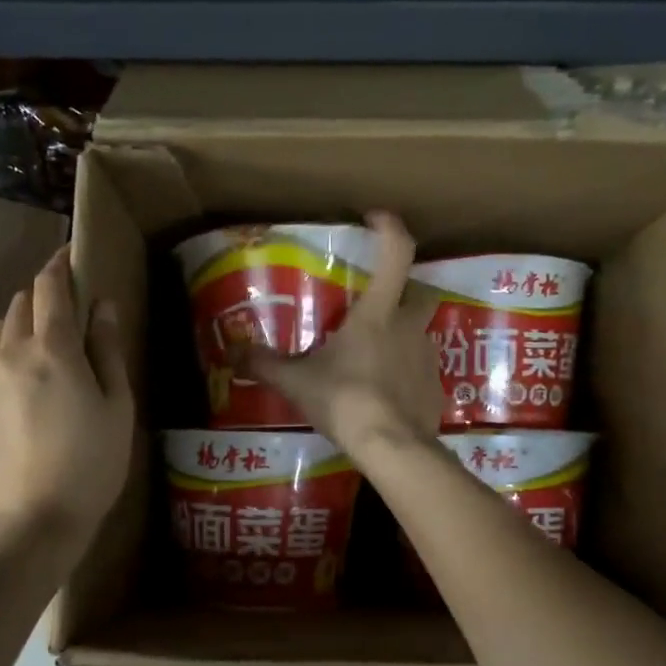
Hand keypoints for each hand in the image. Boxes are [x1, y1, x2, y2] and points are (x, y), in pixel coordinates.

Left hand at [0, 247, 133, 542]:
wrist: (35, 520)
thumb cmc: (93, 463)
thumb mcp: (117, 406)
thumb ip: (107, 350)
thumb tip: (101, 306)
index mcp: (52, 350)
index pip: (50, 288)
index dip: (59, 265)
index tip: (69, 257)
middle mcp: (9, 354)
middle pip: (20, 304)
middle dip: (42, 295)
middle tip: (65, 308)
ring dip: (20, 324)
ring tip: (42, 343)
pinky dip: (4, 357)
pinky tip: (21, 384)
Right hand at [239, 211, 442, 458]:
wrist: (392, 447)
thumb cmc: (345, 401)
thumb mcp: (297, 382)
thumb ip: (264, 365)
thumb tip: (230, 354)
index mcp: (378, 313)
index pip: (396, 253)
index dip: (389, 229)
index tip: (376, 218)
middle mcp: (410, 327)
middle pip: (418, 292)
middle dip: (404, 291)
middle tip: (376, 305)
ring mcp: (428, 357)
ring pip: (419, 333)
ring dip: (400, 336)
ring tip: (371, 358)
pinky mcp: (436, 387)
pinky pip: (421, 370)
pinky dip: (405, 373)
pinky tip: (385, 393)